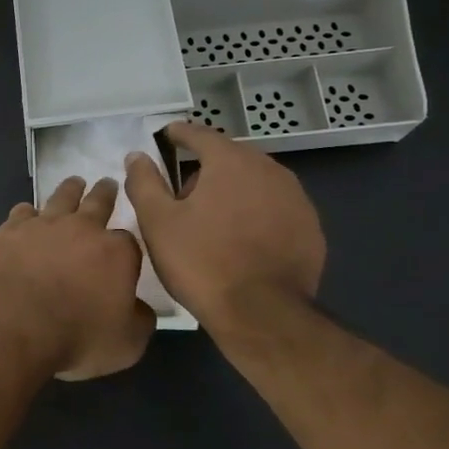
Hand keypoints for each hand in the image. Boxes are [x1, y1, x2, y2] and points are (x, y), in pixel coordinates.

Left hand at [0, 176, 154, 380]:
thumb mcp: (126, 344)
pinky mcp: (10, 230)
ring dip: (70, 190)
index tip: (125, 248)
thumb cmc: (76, 336)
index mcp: (116, 253)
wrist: (15, 322)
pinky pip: (22, 212)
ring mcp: (44, 225)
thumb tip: (142, 309)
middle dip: (105, 193)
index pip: (129, 241)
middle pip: (98, 203)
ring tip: (74, 183)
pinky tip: (26, 214)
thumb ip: (140, 321)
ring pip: (61, 197)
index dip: (127, 245)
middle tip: (107, 182)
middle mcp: (83, 229)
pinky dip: (27, 212)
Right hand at [123, 121, 325, 332]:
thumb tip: (137, 155)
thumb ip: (144, 182)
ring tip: (212, 220)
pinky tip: (242, 241)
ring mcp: (296, 199)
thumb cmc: (202, 262)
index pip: (200, 134)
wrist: (263, 315)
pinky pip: (275, 209)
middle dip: (205, 169)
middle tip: (182, 195)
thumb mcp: (158, 222)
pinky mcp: (311, 229)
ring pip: (255, 183)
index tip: (166, 135)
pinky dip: (256, 214)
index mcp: (231, 161)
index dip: (179, 133)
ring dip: (233, 192)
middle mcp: (269, 169)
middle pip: (230, 158)